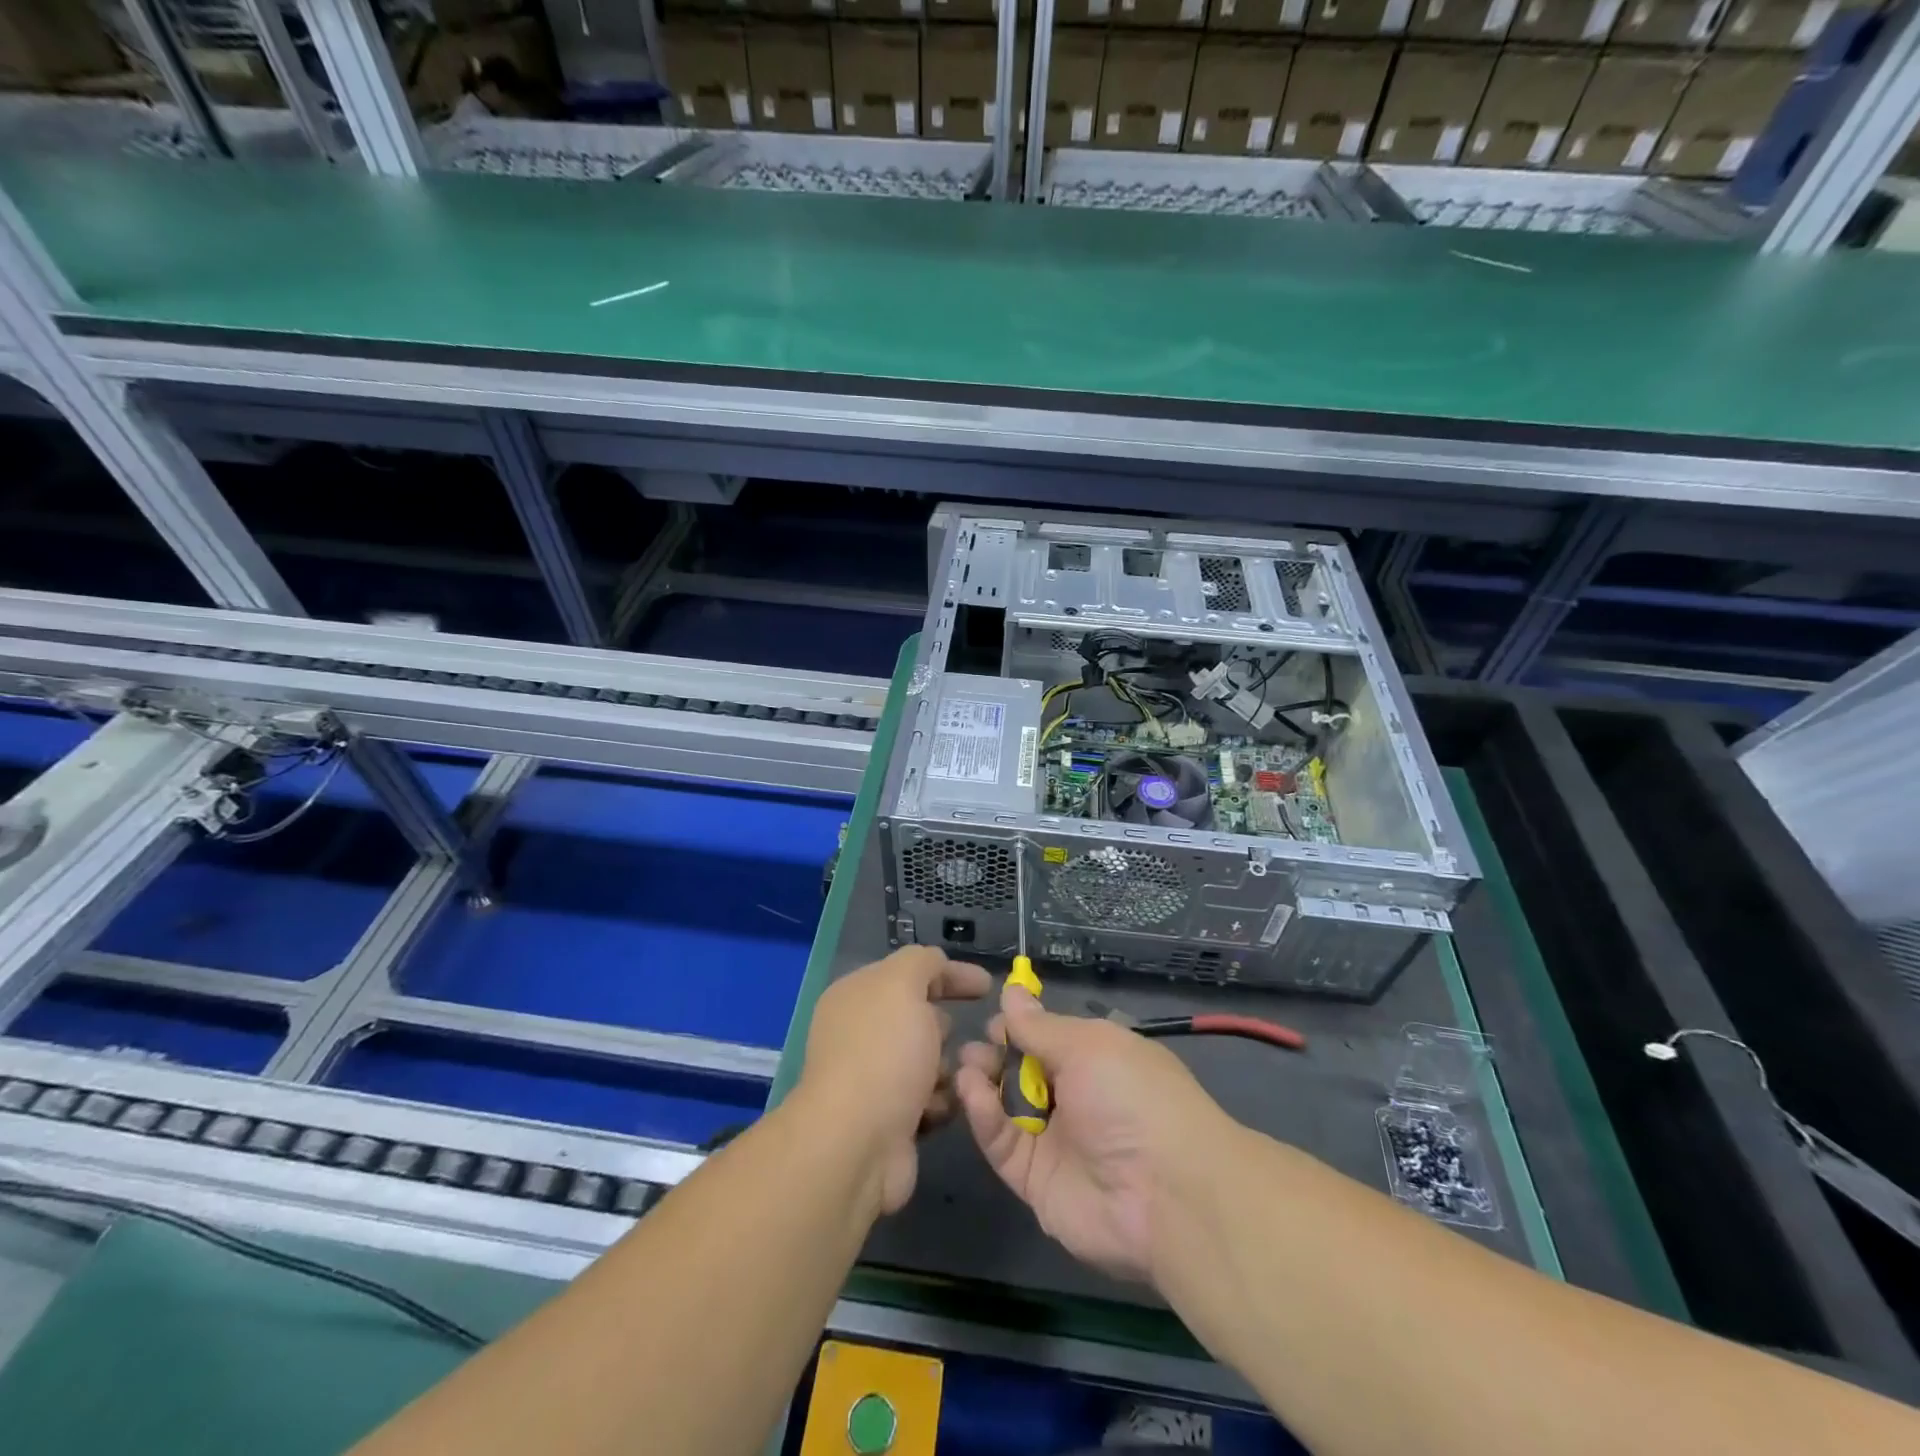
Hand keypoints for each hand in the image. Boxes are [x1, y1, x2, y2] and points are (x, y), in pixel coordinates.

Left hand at [796, 946, 991, 1215]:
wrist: (856, 1144)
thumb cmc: (884, 1053)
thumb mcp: (903, 985)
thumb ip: (922, 963)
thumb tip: (937, 965)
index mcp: (857, 995)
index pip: (909, 973)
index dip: (950, 974)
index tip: (988, 987)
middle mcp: (861, 1033)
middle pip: (920, 1018)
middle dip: (951, 1026)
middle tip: (979, 1036)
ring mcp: (873, 1078)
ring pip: (929, 1060)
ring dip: (952, 1067)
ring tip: (968, 1075)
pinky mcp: (888, 1119)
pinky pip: (929, 1099)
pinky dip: (942, 1100)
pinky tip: (950, 1105)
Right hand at [956, 984, 1233, 1285]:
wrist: (1166, 1196)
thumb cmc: (1132, 1097)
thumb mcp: (1088, 1046)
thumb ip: (1040, 1026)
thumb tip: (1011, 991)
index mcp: (1098, 1059)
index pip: (1049, 1037)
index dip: (1020, 1026)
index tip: (993, 1019)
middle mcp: (1076, 1097)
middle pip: (1023, 1071)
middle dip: (995, 1054)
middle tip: (973, 1047)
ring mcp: (1056, 1140)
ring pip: (1008, 1106)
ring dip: (984, 1082)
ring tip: (966, 1066)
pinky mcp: (1036, 1180)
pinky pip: (1003, 1144)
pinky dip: (985, 1117)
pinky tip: (972, 1092)